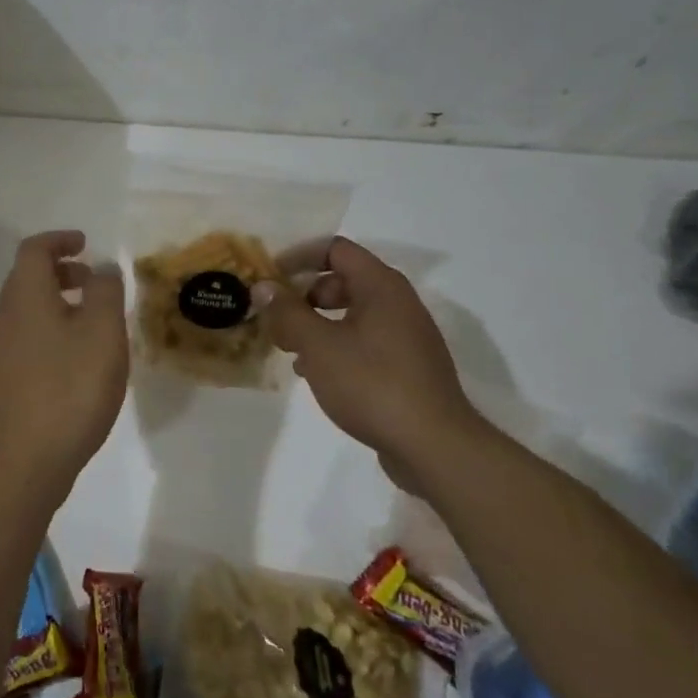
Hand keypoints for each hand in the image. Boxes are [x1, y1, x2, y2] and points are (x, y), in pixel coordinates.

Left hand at [0, 230, 129, 500]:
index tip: (86, 244)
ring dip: (58, 302)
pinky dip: (52, 329)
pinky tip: (79, 357)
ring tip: (94, 320)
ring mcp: (1, 349)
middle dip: (62, 271)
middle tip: (94, 281)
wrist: (25, 461)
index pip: (34, 249)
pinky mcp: (5, 378)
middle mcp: (5, 316)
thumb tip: (101, 267)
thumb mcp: (102, 333)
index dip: (60, 240)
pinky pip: (28, 336)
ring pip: (28, 308)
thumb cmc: (70, 388)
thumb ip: (105, 292)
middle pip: (28, 277)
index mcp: (24, 296)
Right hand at [253, 237, 483, 489]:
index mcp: (381, 286)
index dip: (299, 257)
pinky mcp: (407, 368)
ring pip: (352, 315)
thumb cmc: (372, 384)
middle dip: (304, 295)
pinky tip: (315, 374)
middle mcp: (398, 303)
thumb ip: (287, 312)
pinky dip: (336, 347)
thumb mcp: (318, 345)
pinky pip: (364, 342)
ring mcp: (406, 337)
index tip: (271, 277)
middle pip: (343, 281)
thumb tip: (263, 286)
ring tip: (290, 349)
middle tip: (277, 318)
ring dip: (317, 324)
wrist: (434, 447)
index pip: (336, 249)